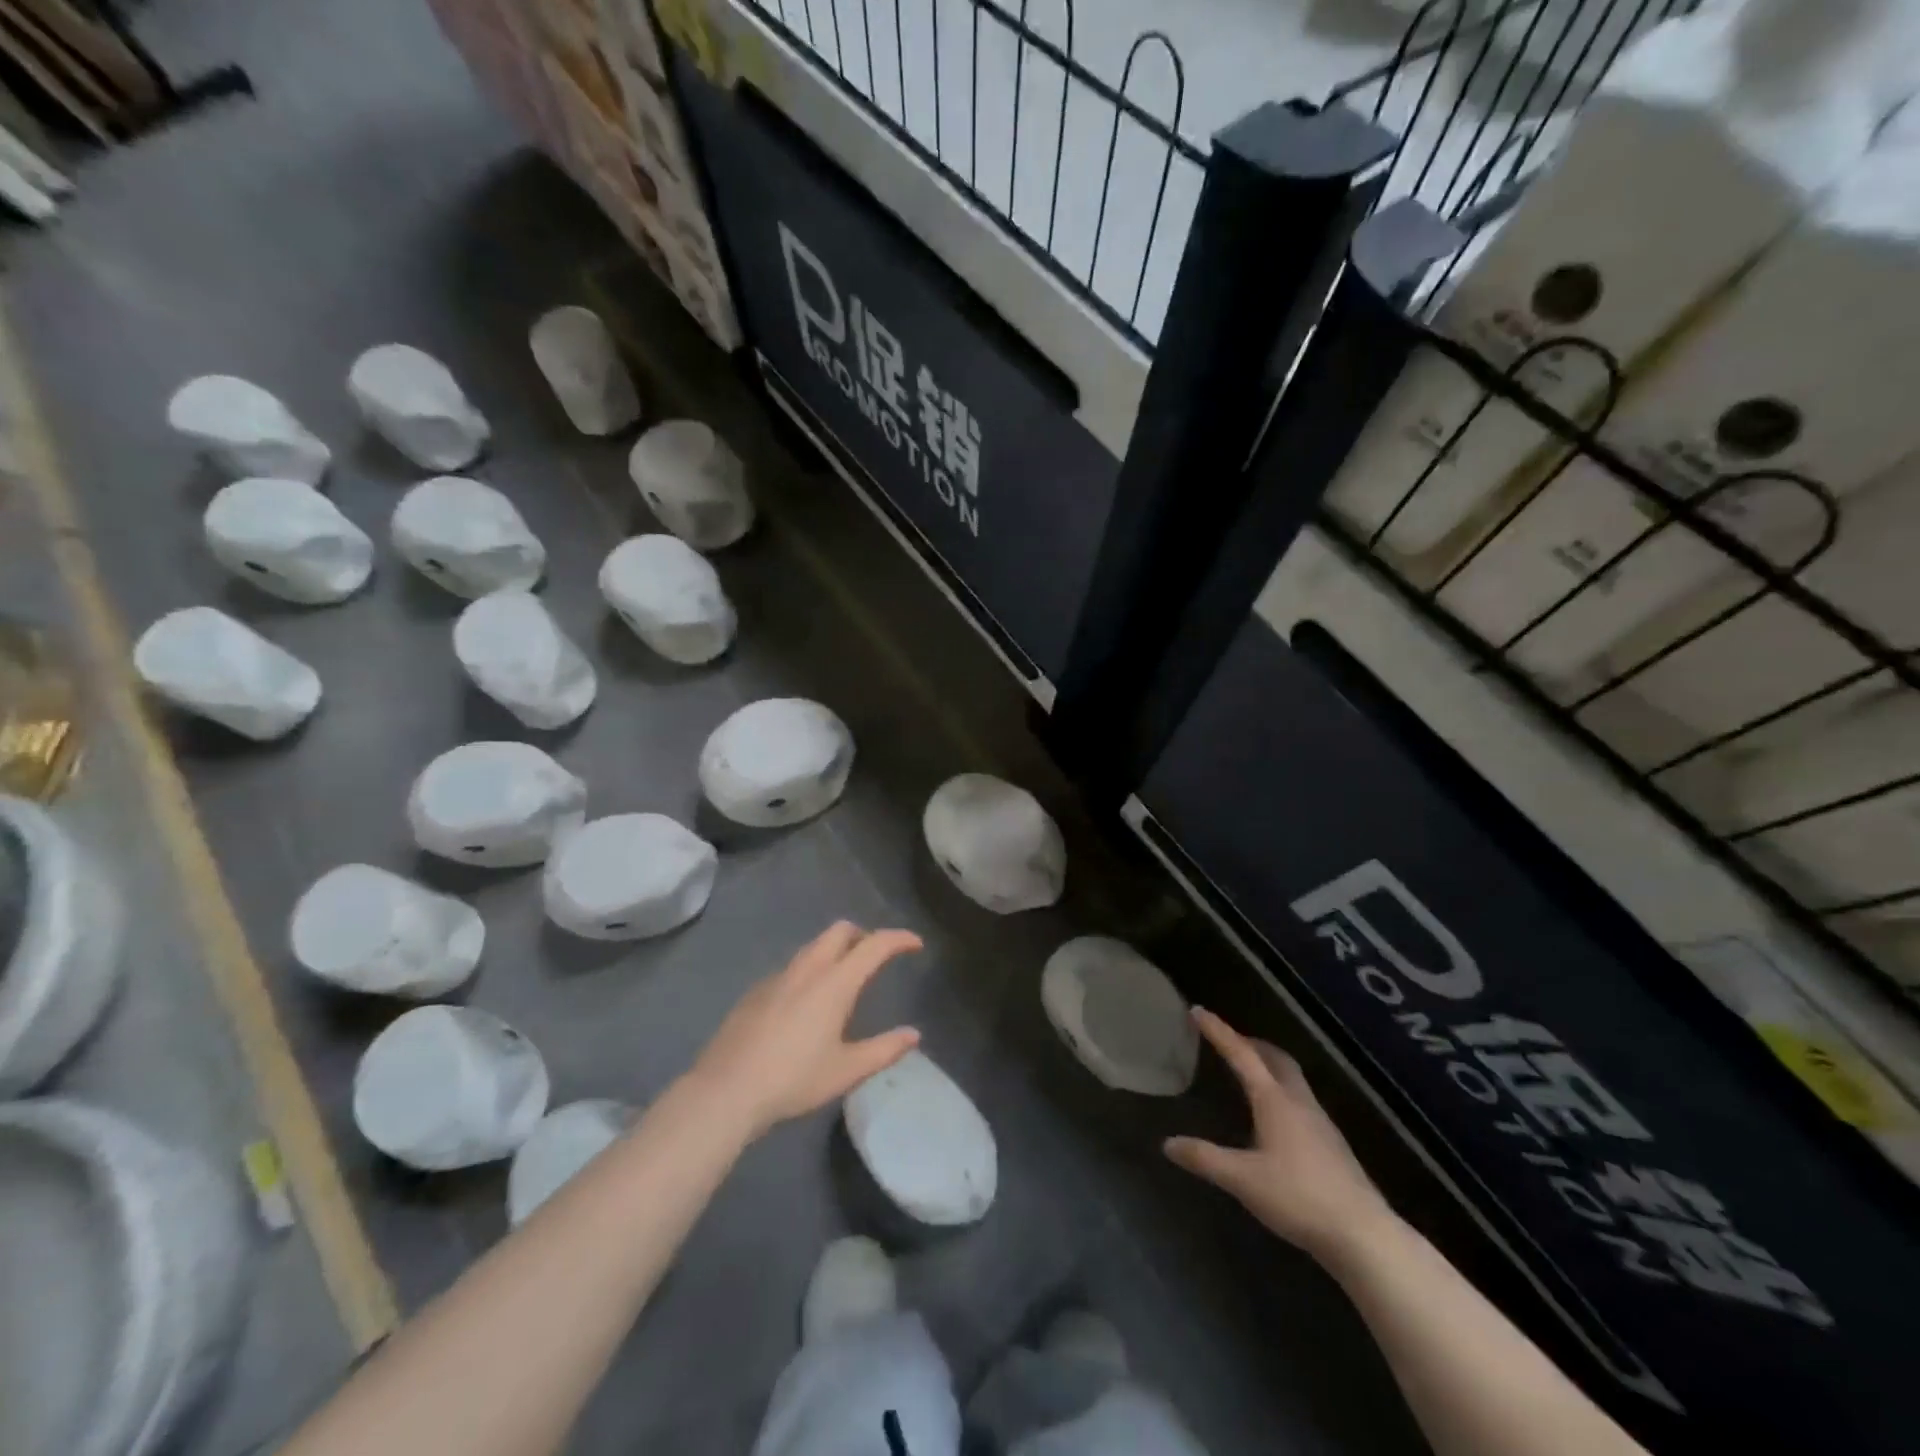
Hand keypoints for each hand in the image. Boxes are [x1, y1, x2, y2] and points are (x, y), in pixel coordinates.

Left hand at [688, 922, 922, 1140]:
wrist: (725, 1090)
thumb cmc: (793, 1080)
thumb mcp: (846, 1071)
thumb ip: (884, 1049)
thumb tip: (913, 1035)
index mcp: (834, 983)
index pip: (874, 945)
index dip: (898, 939)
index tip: (915, 944)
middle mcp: (807, 969)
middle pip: (840, 931)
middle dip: (863, 935)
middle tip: (876, 956)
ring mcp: (777, 977)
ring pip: (813, 946)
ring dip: (835, 950)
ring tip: (844, 978)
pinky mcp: (756, 991)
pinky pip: (791, 967)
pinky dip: (810, 970)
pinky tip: (806, 1004)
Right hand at [1165, 1008, 1395, 1263]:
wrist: (1364, 1235)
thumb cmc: (1298, 1198)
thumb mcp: (1242, 1179)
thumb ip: (1205, 1158)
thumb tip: (1168, 1143)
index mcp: (1274, 1100)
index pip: (1241, 1055)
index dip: (1218, 1031)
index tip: (1197, 1011)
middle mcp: (1298, 1102)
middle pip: (1275, 1058)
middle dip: (1249, 1043)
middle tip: (1228, 1039)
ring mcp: (1320, 1122)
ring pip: (1291, 1078)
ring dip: (1268, 1065)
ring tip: (1248, 1071)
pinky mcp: (1332, 1144)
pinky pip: (1301, 1100)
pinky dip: (1281, 1090)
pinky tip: (1275, 1116)